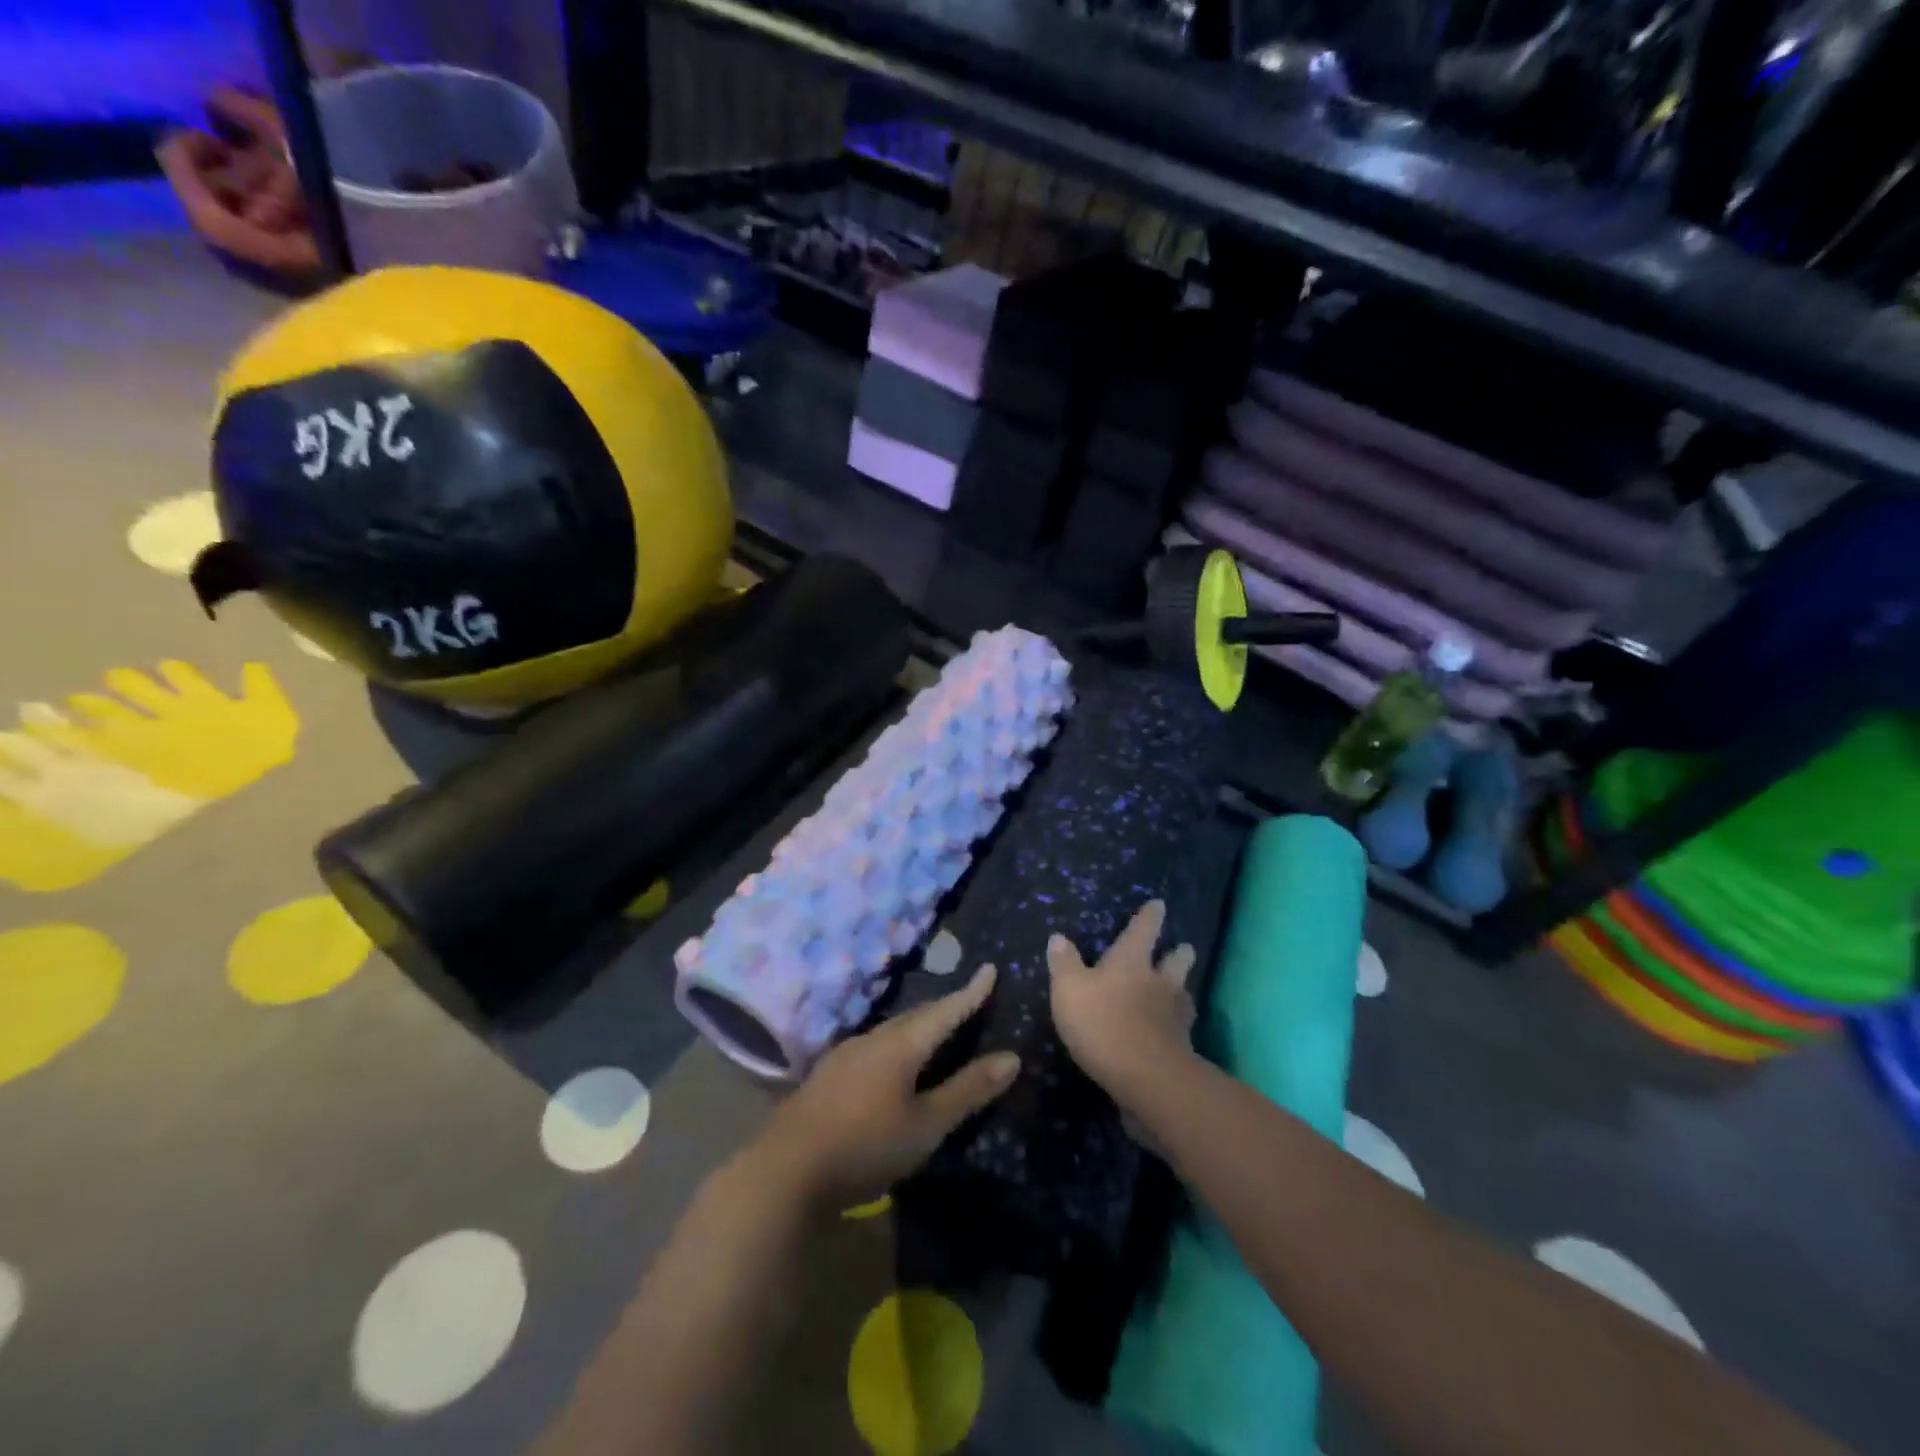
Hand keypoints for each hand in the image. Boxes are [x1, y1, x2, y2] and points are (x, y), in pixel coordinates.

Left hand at [747, 965, 1019, 1209]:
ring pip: (892, 1031)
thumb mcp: (926, 1125)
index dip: (971, 993)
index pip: (945, 1011)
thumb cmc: (865, 1146)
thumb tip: (1011, 1058)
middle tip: (968, 1001)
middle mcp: (872, 1038)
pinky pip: (873, 1046)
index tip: (990, 969)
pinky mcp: (828, 1074)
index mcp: (900, 1045)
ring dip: (918, 1026)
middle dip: (945, 1008)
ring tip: (935, 1030)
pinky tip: (891, 1062)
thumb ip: (968, 1091)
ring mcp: (845, 1054)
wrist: (785, 1171)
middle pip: (916, 1016)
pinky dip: (895, 1045)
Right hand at [1048, 899, 1196, 1107]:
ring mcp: (1175, 1015)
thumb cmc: (1102, 1022)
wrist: (1146, 1077)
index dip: (1149, 916)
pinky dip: (1178, 1024)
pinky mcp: (1182, 1047)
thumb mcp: (1069, 990)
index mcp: (1131, 961)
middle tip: (1184, 946)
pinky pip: (1182, 1027)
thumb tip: (1058, 937)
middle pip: (1175, 961)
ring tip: (1181, 988)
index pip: (1142, 931)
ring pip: (1183, 993)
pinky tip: (1173, 1030)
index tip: (1159, 904)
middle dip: (1179, 953)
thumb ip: (1064, 964)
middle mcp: (1158, 982)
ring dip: (1182, 988)